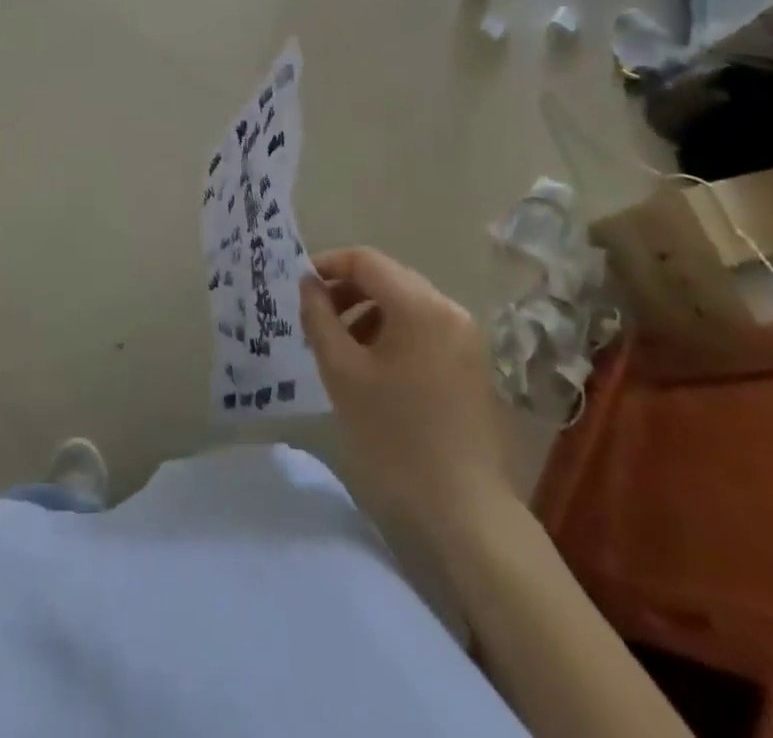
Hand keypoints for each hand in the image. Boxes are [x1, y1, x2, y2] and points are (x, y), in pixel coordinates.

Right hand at [299, 246, 511, 537]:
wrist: (465, 511)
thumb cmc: (395, 436)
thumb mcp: (342, 372)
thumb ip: (319, 317)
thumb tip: (309, 283)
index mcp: (420, 305)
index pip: (365, 260)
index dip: (328, 265)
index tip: (299, 288)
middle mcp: (449, 310)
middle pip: (388, 278)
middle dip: (347, 291)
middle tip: (315, 319)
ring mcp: (467, 337)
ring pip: (406, 304)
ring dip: (368, 313)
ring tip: (340, 347)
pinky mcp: (472, 364)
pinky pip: (424, 328)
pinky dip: (393, 333)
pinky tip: (374, 368)